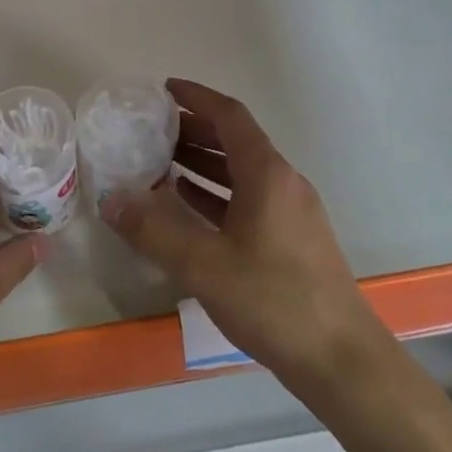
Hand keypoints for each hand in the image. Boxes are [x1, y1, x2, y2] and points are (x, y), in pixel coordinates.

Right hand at [104, 78, 382, 392]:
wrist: (341, 361)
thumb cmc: (273, 301)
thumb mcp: (204, 264)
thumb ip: (153, 230)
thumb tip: (111, 200)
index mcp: (267, 174)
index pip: (229, 116)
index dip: (196, 97)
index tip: (163, 89)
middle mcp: (283, 184)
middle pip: (235, 142)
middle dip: (193, 130)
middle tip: (150, 129)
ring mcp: (290, 213)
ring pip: (240, 173)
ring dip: (202, 163)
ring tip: (158, 163)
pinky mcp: (290, 241)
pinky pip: (247, 200)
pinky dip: (215, 194)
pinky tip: (187, 206)